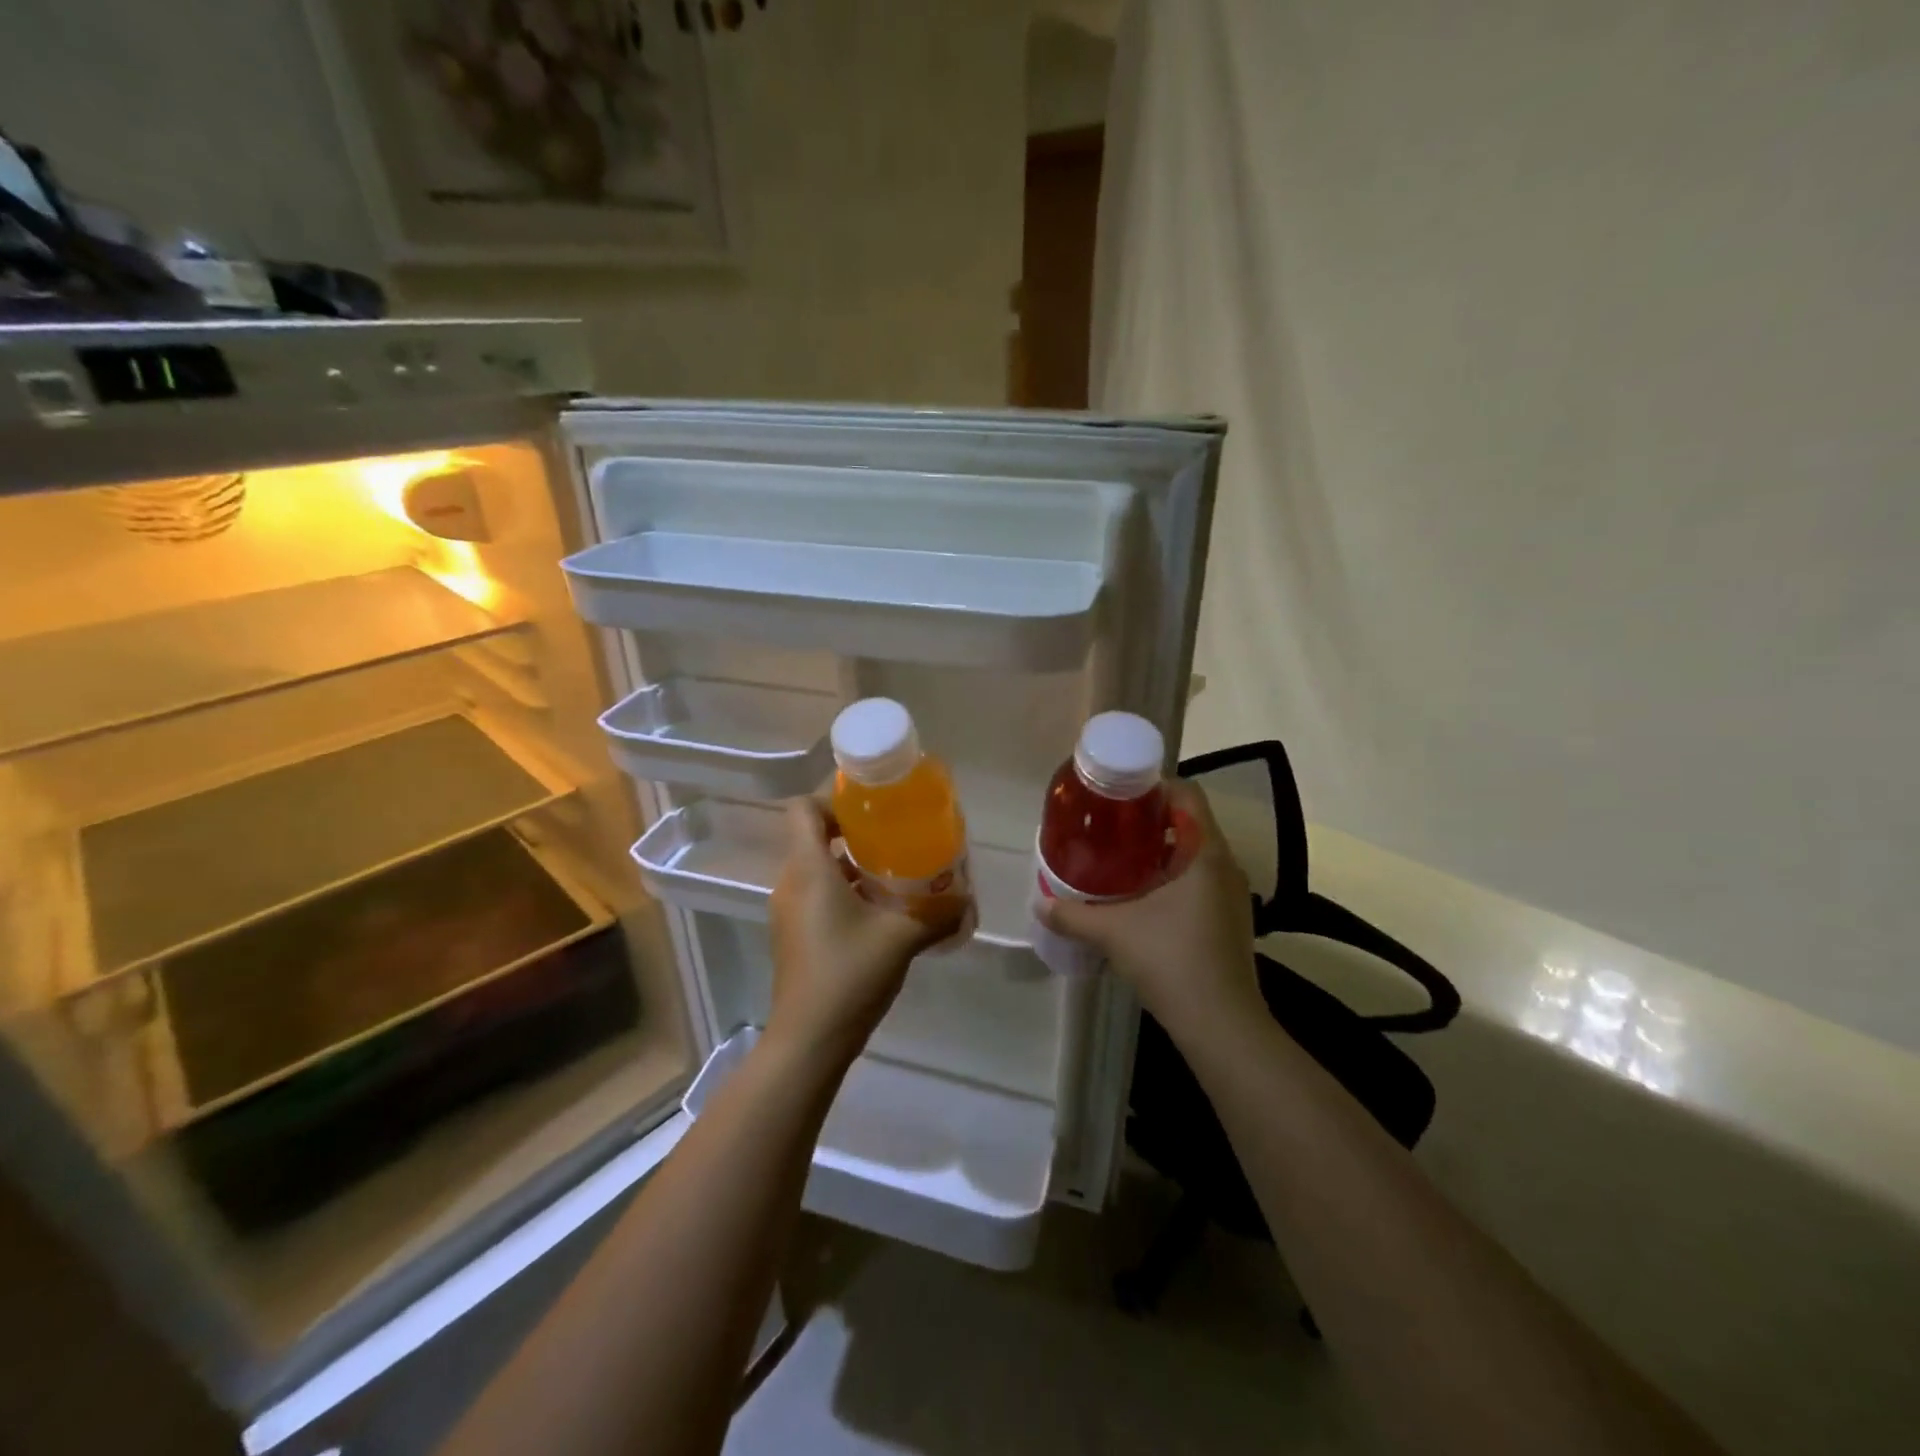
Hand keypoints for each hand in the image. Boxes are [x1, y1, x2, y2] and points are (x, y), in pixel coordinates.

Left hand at [766, 798, 966, 1068]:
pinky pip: (816, 894)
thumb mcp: (902, 938)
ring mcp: (788, 911)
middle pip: (812, 837)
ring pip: (816, 868)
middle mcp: (791, 883)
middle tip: (895, 838)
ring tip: (894, 872)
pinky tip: (879, 910)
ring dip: (851, 864)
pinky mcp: (793, 935)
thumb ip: (937, 914)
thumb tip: (967, 901)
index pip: (803, 809)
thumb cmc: (849, 974)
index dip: (833, 800)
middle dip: (853, 832)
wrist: (809, 1040)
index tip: (872, 809)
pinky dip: (843, 891)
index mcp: (809, 870)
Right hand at [1038, 780, 1260, 1041]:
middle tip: (1110, 826)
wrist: (1221, 1025)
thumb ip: (1072, 915)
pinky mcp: (1230, 920)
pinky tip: (1141, 896)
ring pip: (1195, 854)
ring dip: (1161, 851)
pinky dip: (1172, 877)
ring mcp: (1232, 895)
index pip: (1188, 794)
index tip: (1119, 796)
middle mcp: (1225, 866)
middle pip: (1191, 822)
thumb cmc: (1171, 961)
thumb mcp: (1113, 932)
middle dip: (1150, 820)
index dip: (1155, 786)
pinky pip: (1200, 880)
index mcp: (1206, 854)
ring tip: (1120, 857)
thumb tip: (1039, 903)